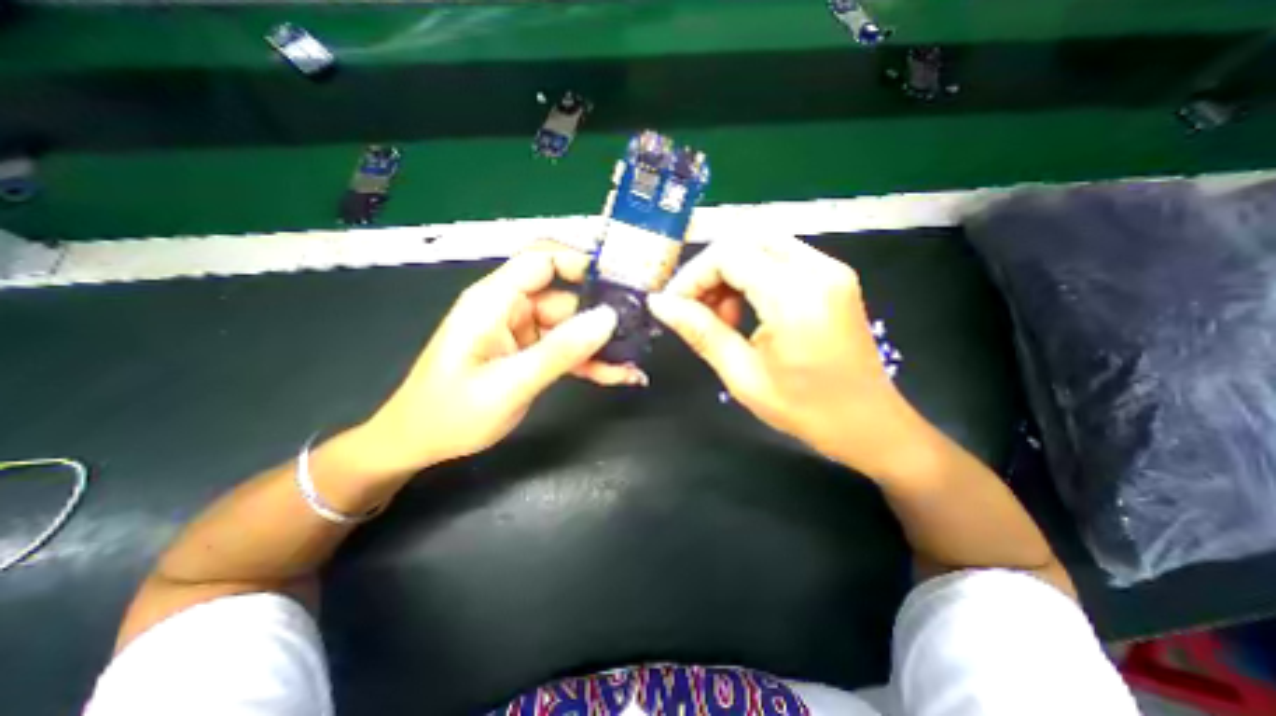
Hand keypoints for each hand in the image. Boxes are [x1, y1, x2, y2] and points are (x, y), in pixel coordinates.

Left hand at [351, 239, 642, 474]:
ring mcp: (523, 333)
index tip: (621, 279)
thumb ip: (560, 350)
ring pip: (573, 328)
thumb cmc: (452, 413)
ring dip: (602, 346)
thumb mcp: (510, 383)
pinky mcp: (531, 354)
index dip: (581, 262)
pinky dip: (592, 362)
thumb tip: (607, 319)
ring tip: (634, 363)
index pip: (541, 260)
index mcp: (494, 301)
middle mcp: (511, 310)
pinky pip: (568, 351)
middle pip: (566, 298)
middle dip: (602, 315)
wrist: (422, 444)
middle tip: (641, 330)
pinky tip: (620, 375)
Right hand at [652, 234, 935, 479]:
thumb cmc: (804, 410)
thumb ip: (700, 332)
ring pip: (762, 245)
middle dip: (710, 271)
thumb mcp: (743, 376)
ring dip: (731, 272)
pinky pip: (780, 258)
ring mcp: (831, 269)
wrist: (869, 424)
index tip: (675, 306)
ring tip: (722, 316)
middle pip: (745, 240)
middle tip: (696, 309)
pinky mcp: (833, 277)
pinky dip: (752, 275)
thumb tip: (659, 304)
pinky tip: (747, 310)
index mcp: (795, 297)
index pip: (729, 254)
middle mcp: (818, 269)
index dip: (693, 276)